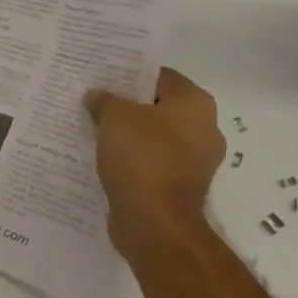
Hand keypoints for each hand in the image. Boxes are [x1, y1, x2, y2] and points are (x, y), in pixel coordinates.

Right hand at [85, 68, 225, 262]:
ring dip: (129, 134)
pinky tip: (104, 157)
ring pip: (154, 137)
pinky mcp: (180, 188)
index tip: (105, 76)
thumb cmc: (142, 158)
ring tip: (94, 128)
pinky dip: (132, 160)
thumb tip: (97, 97)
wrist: (155, 224)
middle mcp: (203, 130)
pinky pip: (151, 163)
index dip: (132, 73)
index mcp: (196, 104)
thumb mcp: (115, 116)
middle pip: (159, 107)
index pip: (161, 76)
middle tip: (96, 100)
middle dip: (129, 105)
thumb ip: (105, 100)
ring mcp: (195, 162)